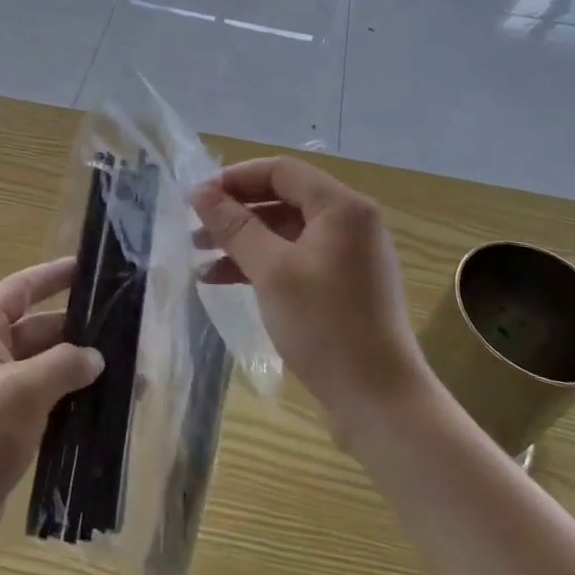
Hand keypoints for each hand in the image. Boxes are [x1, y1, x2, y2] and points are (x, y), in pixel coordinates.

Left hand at [0, 258, 102, 574]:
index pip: (21, 288)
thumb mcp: (23, 393)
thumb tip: (95, 357)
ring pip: (46, 370)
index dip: (55, 275)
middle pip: (40, 330)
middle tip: (129, 332)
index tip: (92, 268)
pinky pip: (44, 403)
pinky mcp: (4, 429)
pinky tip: (107, 413)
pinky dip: (71, 404)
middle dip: (80, 333)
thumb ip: (64, 365)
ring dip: (81, 372)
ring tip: (131, 376)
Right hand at [191, 157, 423, 440]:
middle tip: (194, 227)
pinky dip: (262, 264)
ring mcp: (349, 255)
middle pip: (283, 198)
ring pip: (286, 230)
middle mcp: (350, 222)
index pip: (280, 171)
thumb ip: (234, 225)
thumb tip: (199, 192)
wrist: (380, 403)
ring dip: (243, 239)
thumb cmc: (325, 326)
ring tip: (200, 256)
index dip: (234, 178)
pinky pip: (296, 258)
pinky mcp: (344, 285)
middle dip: (236, 211)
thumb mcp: (271, 270)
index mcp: (341, 207)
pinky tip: (224, 280)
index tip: (196, 198)